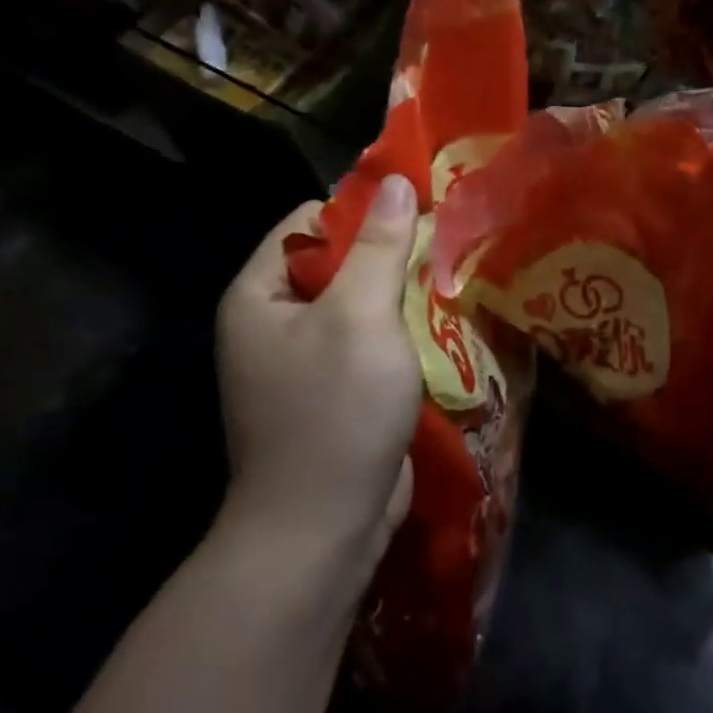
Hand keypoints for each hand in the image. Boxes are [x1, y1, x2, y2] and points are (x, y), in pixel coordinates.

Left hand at [214, 176, 422, 568]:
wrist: (322, 530)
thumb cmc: (334, 412)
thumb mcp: (360, 317)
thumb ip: (379, 247)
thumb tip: (395, 181)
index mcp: (259, 296)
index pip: (309, 224)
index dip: (361, 212)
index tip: (417, 214)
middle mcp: (273, 325)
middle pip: (337, 265)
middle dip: (390, 256)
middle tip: (445, 249)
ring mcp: (303, 364)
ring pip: (360, 307)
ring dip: (403, 297)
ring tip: (453, 283)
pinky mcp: (335, 395)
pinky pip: (370, 345)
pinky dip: (403, 336)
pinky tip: (445, 330)